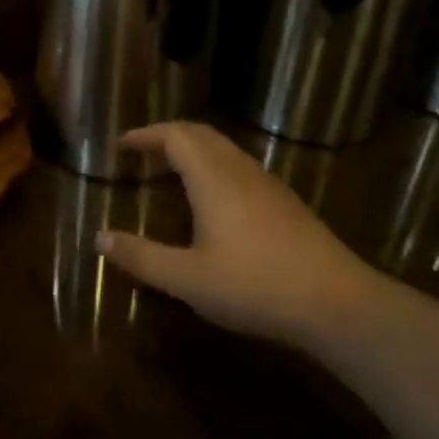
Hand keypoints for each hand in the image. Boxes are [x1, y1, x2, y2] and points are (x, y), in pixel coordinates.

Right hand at [98, 123, 378, 351]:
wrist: (338, 304)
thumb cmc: (255, 286)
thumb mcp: (188, 279)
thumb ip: (142, 257)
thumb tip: (100, 238)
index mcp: (213, 178)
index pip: (175, 136)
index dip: (145, 135)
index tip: (120, 145)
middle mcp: (240, 170)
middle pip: (201, 135)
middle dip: (167, 136)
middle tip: (141, 153)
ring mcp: (268, 184)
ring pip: (224, 149)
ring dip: (193, 151)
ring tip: (170, 172)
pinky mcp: (286, 203)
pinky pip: (240, 167)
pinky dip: (214, 168)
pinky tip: (213, 201)